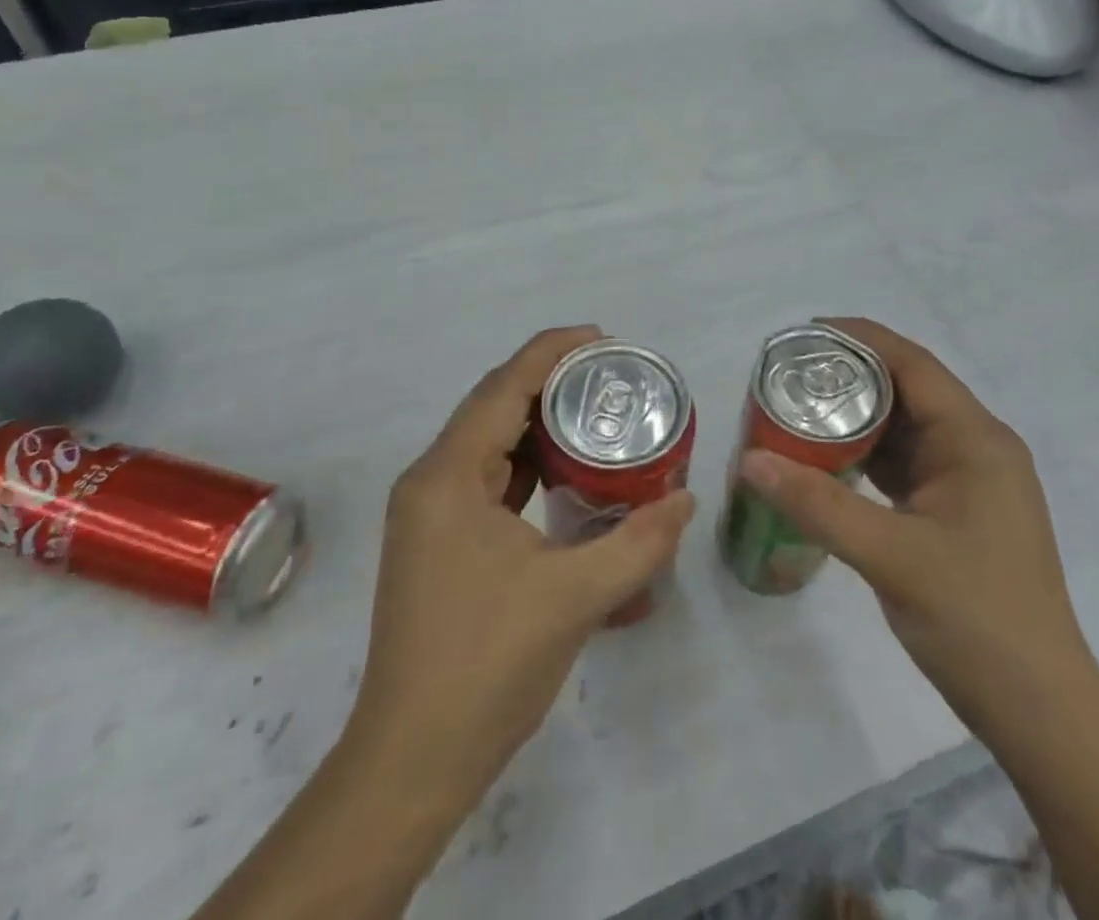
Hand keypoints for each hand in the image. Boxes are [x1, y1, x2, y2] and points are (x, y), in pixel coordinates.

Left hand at [341, 325, 696, 841]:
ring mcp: (429, 513)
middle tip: (611, 375)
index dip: (552, 351)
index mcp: (448, 477)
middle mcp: (430, 482)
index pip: (503, 387)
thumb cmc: (487, 666)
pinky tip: (566, 468)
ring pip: (488, 441)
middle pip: (493, 405)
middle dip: (550, 380)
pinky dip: (526, 460)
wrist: (412, 760)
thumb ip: (639, 542)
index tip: (603, 338)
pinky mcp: (438, 540)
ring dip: (538, 420)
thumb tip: (686, 500)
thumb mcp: (575, 597)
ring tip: (596, 410)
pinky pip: (486, 476)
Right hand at [736, 318, 1096, 740]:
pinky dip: (865, 457)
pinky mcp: (955, 511)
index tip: (803, 334)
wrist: (1038, 710)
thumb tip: (750, 461)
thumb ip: (818, 505)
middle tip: (787, 377)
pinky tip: (825, 461)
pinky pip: (903, 466)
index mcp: (975, 439)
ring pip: (903, 430)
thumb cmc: (976, 619)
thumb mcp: (891, 556)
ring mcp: (967, 481)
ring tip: (795, 411)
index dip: (859, 338)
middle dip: (848, 379)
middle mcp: (975, 447)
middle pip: (906, 391)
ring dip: (855, 420)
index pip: (912, 364)